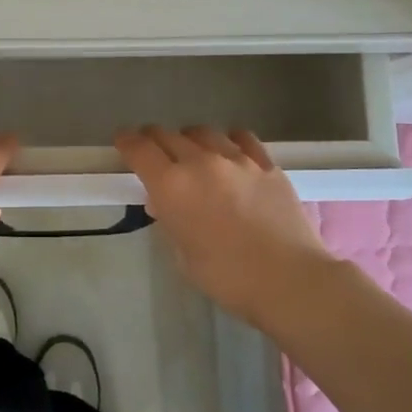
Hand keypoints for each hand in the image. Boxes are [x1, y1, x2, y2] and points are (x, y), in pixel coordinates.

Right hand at [116, 126, 332, 325]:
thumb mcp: (183, 255)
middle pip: (168, 135)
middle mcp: (200, 162)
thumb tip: (165, 204)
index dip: (126, 142)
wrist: (288, 279)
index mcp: (172, 186)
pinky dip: (228, 140)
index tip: (122, 141)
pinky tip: (230, 150)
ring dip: (190, 139)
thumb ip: (170, 222)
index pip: (139, 150)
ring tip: (192, 151)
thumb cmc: (227, 277)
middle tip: (152, 149)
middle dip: (154, 139)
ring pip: (203, 132)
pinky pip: (242, 138)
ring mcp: (237, 159)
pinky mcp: (266, 164)